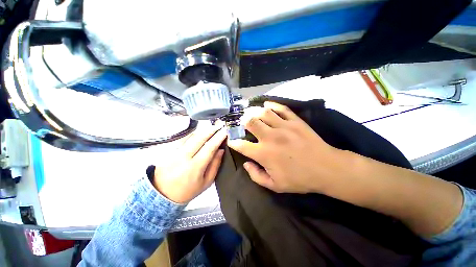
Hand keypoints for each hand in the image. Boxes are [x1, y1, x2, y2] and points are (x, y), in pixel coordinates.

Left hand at [153, 124, 226, 202]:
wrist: (162, 194)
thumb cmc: (187, 190)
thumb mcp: (206, 182)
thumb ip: (215, 165)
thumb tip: (221, 150)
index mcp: (195, 167)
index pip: (209, 147)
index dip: (219, 137)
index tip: (225, 131)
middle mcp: (184, 156)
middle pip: (200, 137)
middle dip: (212, 129)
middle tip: (221, 125)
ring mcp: (176, 151)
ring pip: (192, 136)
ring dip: (205, 130)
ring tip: (214, 127)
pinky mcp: (172, 149)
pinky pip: (186, 138)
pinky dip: (196, 133)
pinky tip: (202, 132)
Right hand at [228, 102, 349, 193]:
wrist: (326, 169)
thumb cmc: (299, 179)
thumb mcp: (275, 186)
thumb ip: (256, 175)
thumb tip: (246, 163)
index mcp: (264, 154)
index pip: (241, 145)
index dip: (233, 142)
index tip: (231, 140)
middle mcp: (270, 137)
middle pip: (251, 122)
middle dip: (243, 121)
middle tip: (242, 123)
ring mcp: (283, 127)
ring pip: (264, 112)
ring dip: (254, 111)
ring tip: (251, 112)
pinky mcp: (295, 121)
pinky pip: (281, 108)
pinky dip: (272, 105)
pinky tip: (267, 105)